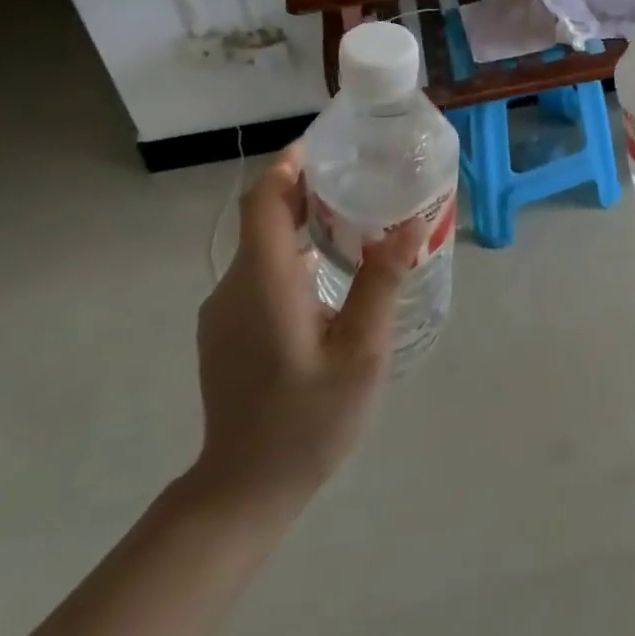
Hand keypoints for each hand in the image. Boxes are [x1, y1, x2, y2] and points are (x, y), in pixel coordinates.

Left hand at [187, 144, 420, 518]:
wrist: (243, 489)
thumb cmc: (307, 421)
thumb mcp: (360, 353)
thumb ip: (381, 284)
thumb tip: (409, 225)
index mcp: (265, 282)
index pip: (265, 200)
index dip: (291, 164)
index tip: (329, 146)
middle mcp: (236, 286)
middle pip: (265, 218)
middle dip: (308, 190)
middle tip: (362, 181)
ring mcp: (225, 311)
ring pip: (264, 248)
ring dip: (304, 225)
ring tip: (357, 223)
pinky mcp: (227, 331)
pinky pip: (260, 275)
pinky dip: (294, 256)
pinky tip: (331, 276)